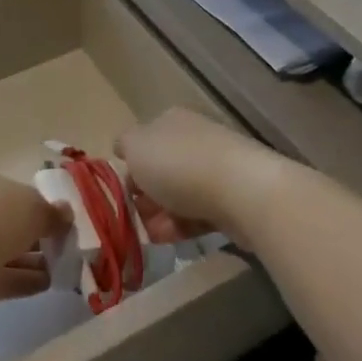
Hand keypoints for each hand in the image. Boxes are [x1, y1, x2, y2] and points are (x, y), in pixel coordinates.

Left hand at [0, 157, 71, 320]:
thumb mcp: (32, 205)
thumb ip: (50, 212)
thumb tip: (65, 214)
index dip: (23, 194)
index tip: (47, 211)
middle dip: (27, 232)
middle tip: (56, 242)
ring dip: (26, 259)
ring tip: (58, 268)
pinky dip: (17, 280)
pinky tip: (44, 284)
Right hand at [115, 107, 286, 246]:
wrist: (240, 190)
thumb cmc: (179, 164)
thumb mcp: (136, 147)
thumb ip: (125, 145)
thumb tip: (124, 148)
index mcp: (171, 121)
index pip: (144, 139)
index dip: (130, 165)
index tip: (121, 191)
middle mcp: (194, 139)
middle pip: (161, 169)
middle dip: (144, 196)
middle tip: (134, 217)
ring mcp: (215, 169)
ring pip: (178, 194)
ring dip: (160, 215)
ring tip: (149, 235)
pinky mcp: (230, 199)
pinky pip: (198, 214)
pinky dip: (180, 227)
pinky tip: (168, 240)